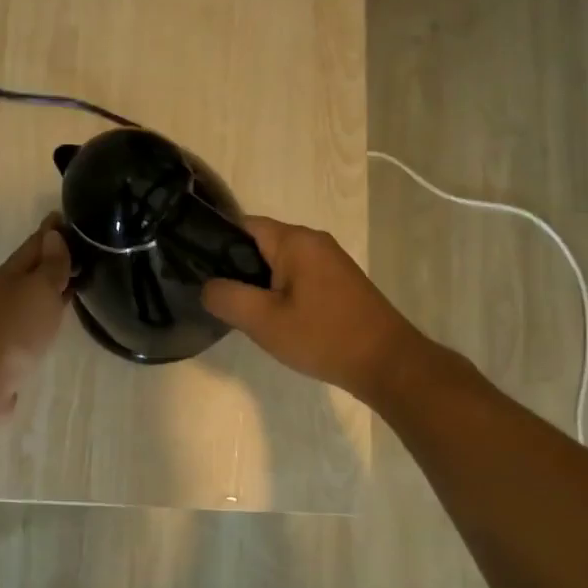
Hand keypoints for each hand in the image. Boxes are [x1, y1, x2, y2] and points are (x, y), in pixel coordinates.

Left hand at [0, 214, 72, 421]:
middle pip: (31, 269)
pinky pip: (32, 322)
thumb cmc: (13, 330)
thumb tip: (52, 234)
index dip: (52, 230)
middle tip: (84, 247)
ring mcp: (2, 322)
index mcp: (9, 274)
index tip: (70, 215)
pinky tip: (57, 318)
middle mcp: (3, 294)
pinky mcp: (7, 349)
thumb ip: (50, 265)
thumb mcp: (38, 290)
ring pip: (32, 296)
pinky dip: (47, 313)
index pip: (35, 243)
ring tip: (78, 279)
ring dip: (52, 286)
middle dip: (54, 257)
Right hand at [202, 216, 424, 401]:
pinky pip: (299, 278)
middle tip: (222, 302)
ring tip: (247, 316)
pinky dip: (282, 294)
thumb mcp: (263, 321)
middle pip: (261, 244)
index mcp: (295, 241)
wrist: (387, 363)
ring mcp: (331, 261)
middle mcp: (314, 241)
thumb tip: (208, 286)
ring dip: (261, 286)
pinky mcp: (340, 282)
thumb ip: (227, 298)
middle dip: (238, 270)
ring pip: (280, 264)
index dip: (217, 244)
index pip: (243, 225)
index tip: (200, 271)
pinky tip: (278, 322)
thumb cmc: (322, 337)